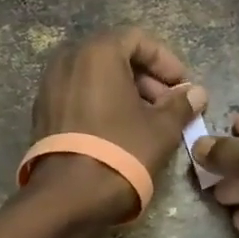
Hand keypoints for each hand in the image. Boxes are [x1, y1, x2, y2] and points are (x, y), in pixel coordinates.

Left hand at [29, 28, 207, 220]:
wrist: (67, 197)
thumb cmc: (121, 151)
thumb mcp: (161, 128)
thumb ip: (181, 104)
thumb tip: (196, 93)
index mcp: (97, 53)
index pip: (138, 39)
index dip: (166, 61)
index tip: (183, 87)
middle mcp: (68, 60)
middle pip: (115, 56)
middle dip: (146, 78)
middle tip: (168, 106)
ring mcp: (50, 85)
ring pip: (95, 77)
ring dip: (125, 92)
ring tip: (148, 121)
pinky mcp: (42, 111)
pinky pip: (78, 95)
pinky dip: (101, 103)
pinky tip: (119, 131)